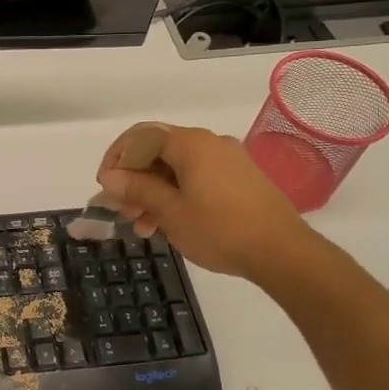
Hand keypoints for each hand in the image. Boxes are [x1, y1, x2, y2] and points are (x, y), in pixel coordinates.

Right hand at [96, 124, 318, 284]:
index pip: (140, 137)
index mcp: (191, 144)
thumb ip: (138, 189)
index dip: (116, 159)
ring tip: (143, 226)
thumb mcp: (171, 212)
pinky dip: (176, 196)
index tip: (106, 189)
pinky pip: (196, 179)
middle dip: (134, 181)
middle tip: (122, 212)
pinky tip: (169, 224)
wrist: (283, 252)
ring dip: (153, 193)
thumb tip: (110, 176)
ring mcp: (228, 161)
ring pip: (176, 169)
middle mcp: (210, 143)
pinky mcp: (240, 180)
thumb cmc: (221, 230)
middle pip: (158, 152)